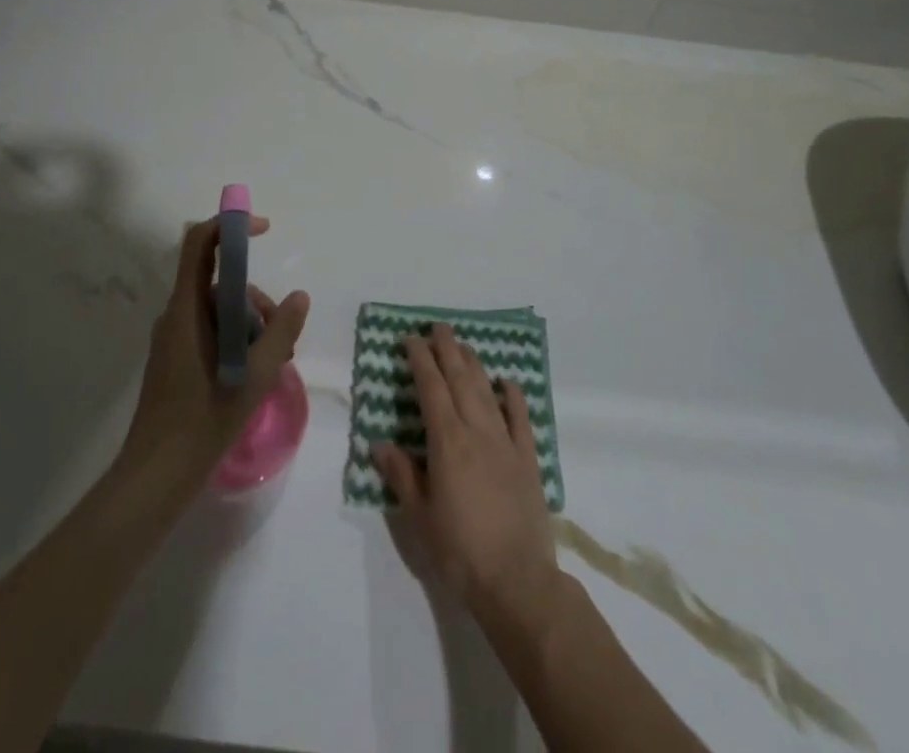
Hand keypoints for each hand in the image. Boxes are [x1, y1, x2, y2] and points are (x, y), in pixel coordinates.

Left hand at [116, 214, 309, 498]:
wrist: (155, 478)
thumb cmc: (203, 421)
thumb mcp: (255, 375)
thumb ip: (281, 331)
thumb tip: (299, 296)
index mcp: (187, 309)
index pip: (200, 243)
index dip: (230, 225)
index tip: (264, 229)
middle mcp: (176, 316)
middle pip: (221, 283)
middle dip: (256, 301)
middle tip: (282, 339)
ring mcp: (174, 339)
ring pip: (220, 311)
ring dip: (251, 326)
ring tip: (274, 363)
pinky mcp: (176, 360)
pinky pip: (212, 332)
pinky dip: (237, 342)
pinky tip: (256, 374)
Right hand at [372, 324, 564, 634]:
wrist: (517, 581)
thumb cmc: (460, 551)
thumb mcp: (420, 517)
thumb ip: (402, 475)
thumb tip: (379, 443)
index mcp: (447, 442)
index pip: (431, 388)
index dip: (420, 360)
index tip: (411, 339)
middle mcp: (477, 431)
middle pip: (461, 379)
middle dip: (448, 349)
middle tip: (438, 327)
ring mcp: (506, 442)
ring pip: (487, 391)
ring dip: (474, 365)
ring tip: (464, 345)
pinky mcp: (529, 459)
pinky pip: (521, 418)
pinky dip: (514, 396)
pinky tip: (508, 382)